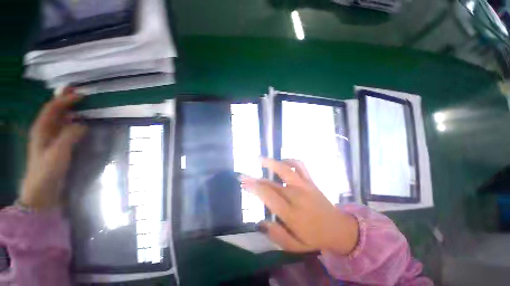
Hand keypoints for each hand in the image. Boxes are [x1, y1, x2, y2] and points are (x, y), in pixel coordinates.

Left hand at [19, 88, 86, 209]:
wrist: (42, 191)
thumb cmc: (47, 171)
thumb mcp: (58, 153)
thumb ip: (69, 136)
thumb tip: (82, 124)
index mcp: (41, 130)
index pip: (53, 109)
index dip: (65, 100)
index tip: (82, 95)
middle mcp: (44, 130)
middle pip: (54, 110)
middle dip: (64, 99)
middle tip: (78, 91)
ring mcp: (50, 138)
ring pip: (59, 119)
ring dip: (69, 110)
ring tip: (81, 104)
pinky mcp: (57, 145)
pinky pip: (65, 128)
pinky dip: (72, 122)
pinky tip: (80, 122)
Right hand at [241, 158, 358, 254]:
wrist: (338, 228)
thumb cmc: (314, 237)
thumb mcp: (295, 246)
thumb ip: (276, 235)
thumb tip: (260, 222)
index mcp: (291, 213)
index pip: (268, 195)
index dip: (254, 187)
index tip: (244, 184)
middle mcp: (297, 196)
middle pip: (272, 183)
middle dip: (255, 179)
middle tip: (243, 176)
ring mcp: (305, 185)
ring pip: (286, 169)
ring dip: (272, 163)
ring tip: (260, 159)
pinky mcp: (310, 181)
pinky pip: (300, 165)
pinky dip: (290, 160)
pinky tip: (282, 162)